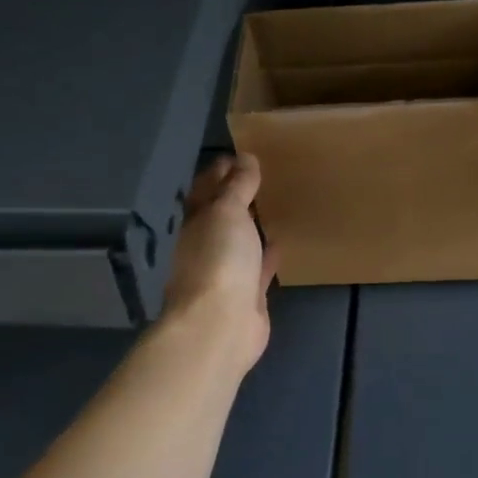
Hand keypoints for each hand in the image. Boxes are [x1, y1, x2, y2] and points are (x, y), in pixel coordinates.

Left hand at [164, 153, 276, 369]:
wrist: (221, 324)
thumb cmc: (219, 259)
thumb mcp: (227, 212)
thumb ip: (237, 186)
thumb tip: (245, 157)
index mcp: (195, 222)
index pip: (205, 188)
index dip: (220, 170)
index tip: (241, 153)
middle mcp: (205, 245)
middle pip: (221, 215)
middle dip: (236, 196)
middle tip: (262, 176)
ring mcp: (226, 271)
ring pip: (240, 241)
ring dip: (252, 226)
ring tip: (273, 205)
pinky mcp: (247, 294)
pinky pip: (258, 268)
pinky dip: (267, 255)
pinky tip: (281, 242)